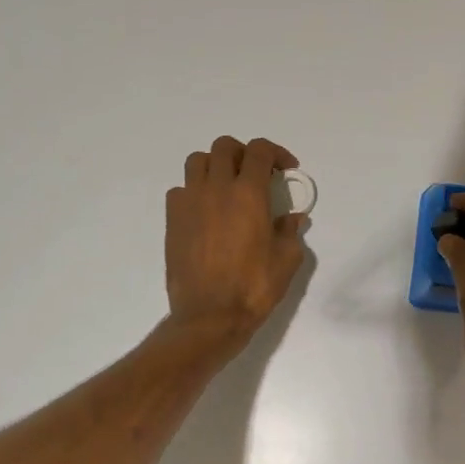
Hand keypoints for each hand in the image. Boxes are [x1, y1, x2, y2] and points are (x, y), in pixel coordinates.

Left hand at [164, 136, 308, 345]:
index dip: (276, 153)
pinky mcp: (172, 220)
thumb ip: (290, 232)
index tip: (286, 169)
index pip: (259, 151)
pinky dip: (195, 191)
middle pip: (225, 147)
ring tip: (227, 186)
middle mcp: (216, 189)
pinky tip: (206, 211)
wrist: (209, 316)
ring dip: (215, 165)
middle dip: (244, 153)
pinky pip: (180, 190)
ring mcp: (189, 202)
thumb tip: (292, 219)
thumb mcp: (287, 260)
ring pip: (197, 161)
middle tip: (256, 174)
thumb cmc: (254, 288)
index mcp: (248, 194)